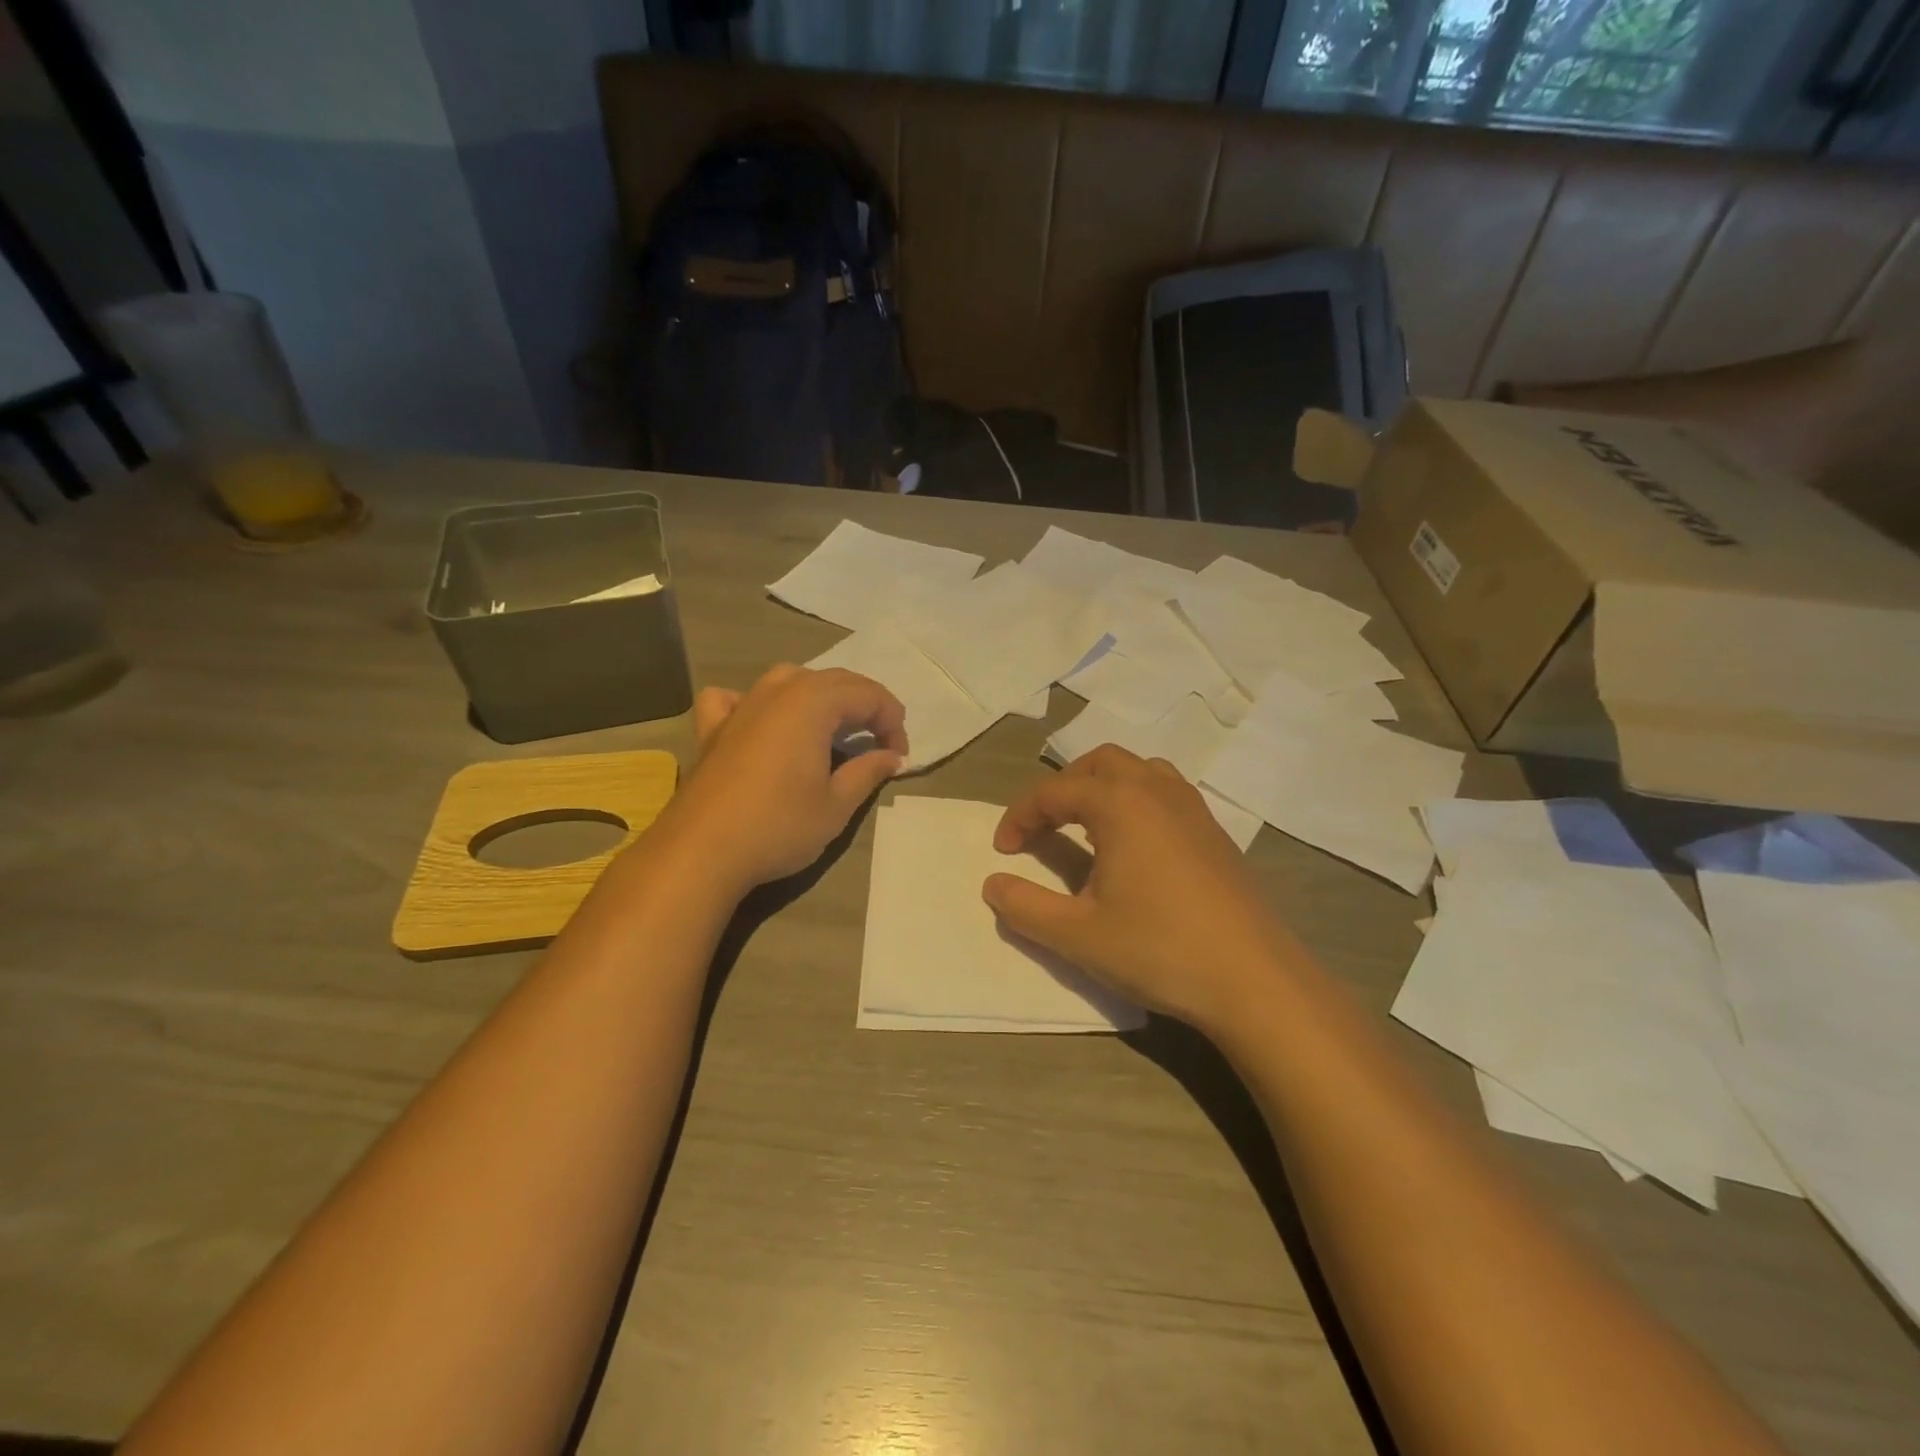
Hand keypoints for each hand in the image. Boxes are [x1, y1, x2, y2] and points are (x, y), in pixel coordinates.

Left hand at [654, 664, 906, 894]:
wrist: (702, 851)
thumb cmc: (779, 826)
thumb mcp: (837, 805)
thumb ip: (868, 772)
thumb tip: (892, 757)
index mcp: (813, 703)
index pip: (868, 695)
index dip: (892, 722)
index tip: (900, 757)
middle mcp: (777, 691)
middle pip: (833, 681)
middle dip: (864, 706)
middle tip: (879, 743)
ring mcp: (741, 706)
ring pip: (788, 679)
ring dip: (818, 695)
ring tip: (831, 726)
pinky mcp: (712, 729)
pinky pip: (736, 698)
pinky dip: (755, 702)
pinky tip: (758, 720)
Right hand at [983, 746, 1299, 1031]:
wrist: (1254, 979)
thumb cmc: (1159, 949)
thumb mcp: (1077, 935)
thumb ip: (1025, 907)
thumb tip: (992, 884)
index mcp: (1120, 804)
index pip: (1054, 792)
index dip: (1020, 816)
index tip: (1003, 850)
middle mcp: (1156, 791)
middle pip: (1098, 764)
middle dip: (1062, 788)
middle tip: (1042, 826)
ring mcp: (1193, 808)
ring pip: (1138, 770)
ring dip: (1103, 787)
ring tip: (1086, 826)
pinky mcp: (1215, 832)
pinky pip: (1166, 792)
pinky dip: (1135, 800)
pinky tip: (1134, 845)